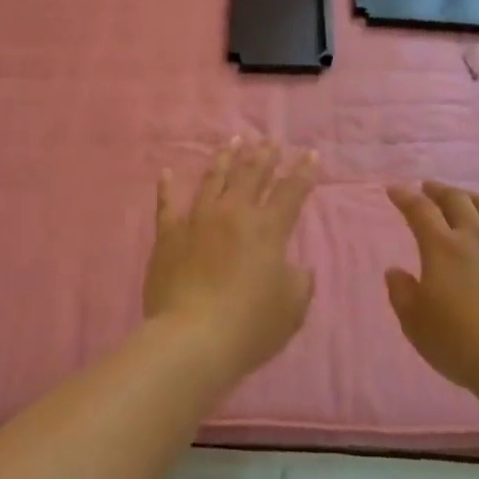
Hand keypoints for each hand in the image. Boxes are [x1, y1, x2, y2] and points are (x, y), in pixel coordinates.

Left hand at [143, 140, 317, 380]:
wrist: (192, 338)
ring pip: (214, 179)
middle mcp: (233, 214)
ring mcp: (197, 220)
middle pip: (252, 176)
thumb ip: (299, 281)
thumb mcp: (292, 307)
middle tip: (270, 140)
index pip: (291, 192)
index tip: (311, 153)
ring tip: (234, 142)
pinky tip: (168, 172)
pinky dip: (167, 187)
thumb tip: (295, 267)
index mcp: (267, 229)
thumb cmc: (250, 325)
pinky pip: (167, 204)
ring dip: (226, 159)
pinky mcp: (168, 235)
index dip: (304, 172)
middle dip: (264, 156)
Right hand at [384, 182, 478, 394]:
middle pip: (455, 199)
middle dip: (437, 190)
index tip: (395, 189)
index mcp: (441, 247)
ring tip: (462, 200)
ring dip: (468, 197)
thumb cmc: (459, 344)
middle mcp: (474, 235)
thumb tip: (395, 270)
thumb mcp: (415, 323)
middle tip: (427, 188)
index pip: (419, 209)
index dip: (405, 196)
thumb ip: (401, 293)